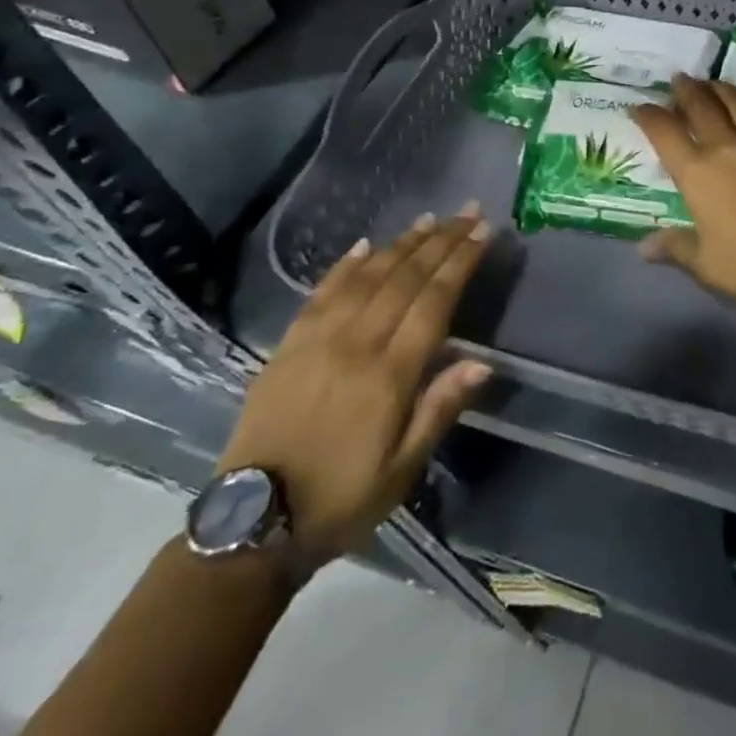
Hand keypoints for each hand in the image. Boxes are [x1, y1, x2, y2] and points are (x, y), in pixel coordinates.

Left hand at [218, 208, 493, 566]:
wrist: (252, 524)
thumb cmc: (341, 498)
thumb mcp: (402, 468)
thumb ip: (440, 409)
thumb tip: (482, 362)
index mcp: (389, 374)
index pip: (433, 300)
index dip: (460, 261)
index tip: (482, 231)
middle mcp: (355, 344)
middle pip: (405, 278)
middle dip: (440, 241)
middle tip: (466, 212)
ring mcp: (317, 340)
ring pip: (367, 276)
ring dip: (401, 244)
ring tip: (428, 220)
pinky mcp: (287, 346)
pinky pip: (321, 293)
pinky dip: (346, 265)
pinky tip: (365, 245)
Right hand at [630, 74, 735, 321]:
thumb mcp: (703, 263)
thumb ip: (673, 247)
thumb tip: (643, 247)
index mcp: (697, 174)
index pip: (664, 134)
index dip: (649, 116)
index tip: (639, 106)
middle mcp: (727, 149)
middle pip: (702, 109)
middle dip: (686, 91)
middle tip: (679, 79)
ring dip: (724, 89)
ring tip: (714, 81)